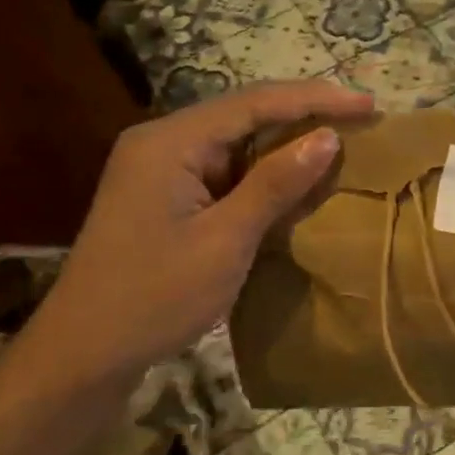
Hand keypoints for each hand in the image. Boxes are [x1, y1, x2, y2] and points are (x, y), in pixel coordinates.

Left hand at [19, 81, 374, 388]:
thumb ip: (275, 184)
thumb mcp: (225, 241)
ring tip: (341, 142)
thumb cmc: (154, 297)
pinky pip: (224, 171)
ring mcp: (161, 170)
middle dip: (303, 115)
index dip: (316, 100)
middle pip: (244, 114)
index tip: (369, 105)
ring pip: (236, 143)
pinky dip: (263, 174)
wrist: (85, 354)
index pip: (254, 103)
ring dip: (285, 144)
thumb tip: (327, 137)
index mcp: (170, 142)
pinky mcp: (166, 197)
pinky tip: (296, 180)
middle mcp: (162, 142)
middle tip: (361, 120)